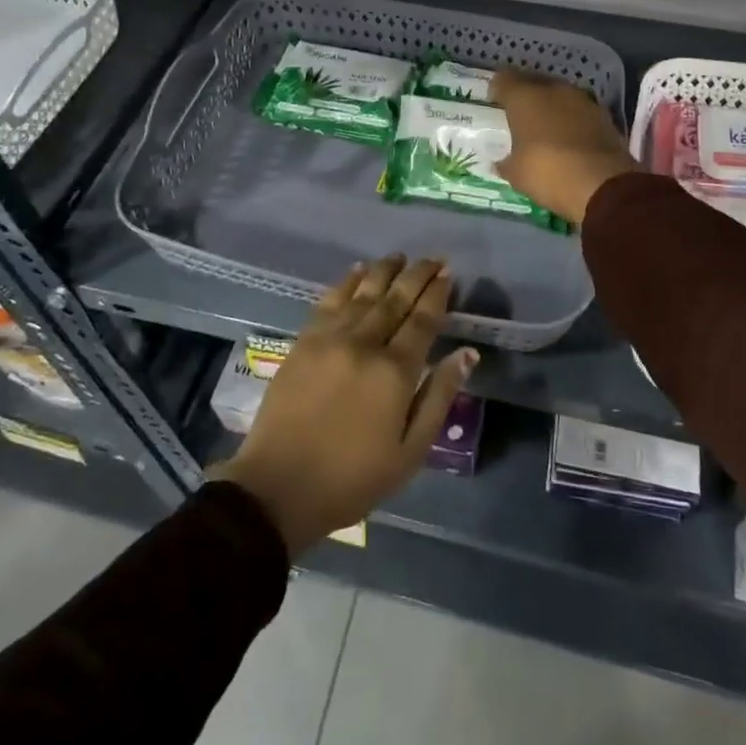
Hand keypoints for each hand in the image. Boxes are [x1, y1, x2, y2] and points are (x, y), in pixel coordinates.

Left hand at [214, 257, 477, 555]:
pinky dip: (346, 282)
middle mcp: (365, 344)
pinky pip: (329, 300)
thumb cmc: (352, 478)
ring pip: (364, 293)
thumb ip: (438, 396)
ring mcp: (331, 338)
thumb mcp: (410, 452)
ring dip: (384, 271)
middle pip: (396, 299)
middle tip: (432, 257)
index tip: (448, 273)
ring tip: (400, 256)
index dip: (437, 294)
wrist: (278, 488)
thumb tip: (466, 353)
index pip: (422, 321)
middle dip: (417, 275)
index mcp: (395, 372)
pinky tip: (358, 270)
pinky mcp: (304, 341)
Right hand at [491, 68, 638, 226]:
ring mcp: (582, 100)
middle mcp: (553, 90)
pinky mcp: (604, 116)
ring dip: (551, 106)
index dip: (497, 89)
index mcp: (524, 97)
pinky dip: (572, 120)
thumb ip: (506, 162)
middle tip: (518, 114)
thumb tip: (501, 162)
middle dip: (525, 95)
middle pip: (533, 82)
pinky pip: (579, 111)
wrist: (603, 185)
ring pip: (559, 95)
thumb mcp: (516, 174)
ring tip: (544, 126)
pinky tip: (568, 137)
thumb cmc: (547, 173)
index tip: (494, 102)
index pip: (504, 79)